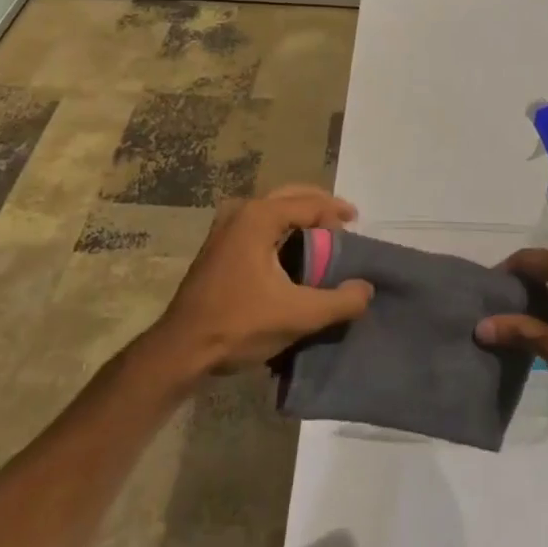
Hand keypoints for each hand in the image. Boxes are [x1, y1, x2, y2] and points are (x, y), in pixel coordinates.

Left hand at [150, 185, 372, 376]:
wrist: (181, 350)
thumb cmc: (239, 325)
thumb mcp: (298, 315)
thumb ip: (339, 301)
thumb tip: (366, 289)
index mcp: (259, 217)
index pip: (309, 203)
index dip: (336, 211)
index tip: (357, 223)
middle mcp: (240, 211)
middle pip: (290, 196)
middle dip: (319, 206)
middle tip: (344, 222)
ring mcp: (224, 226)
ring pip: (272, 208)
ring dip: (299, 216)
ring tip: (324, 234)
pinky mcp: (217, 245)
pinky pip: (259, 222)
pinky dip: (281, 228)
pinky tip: (293, 250)